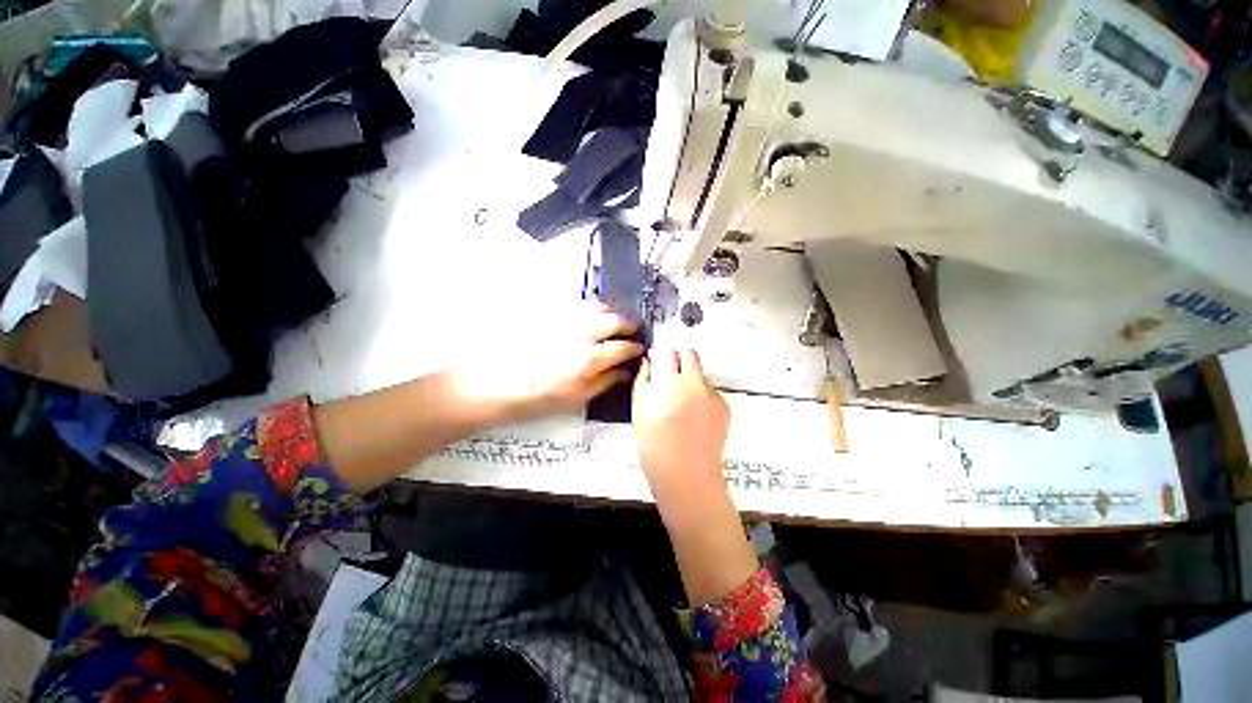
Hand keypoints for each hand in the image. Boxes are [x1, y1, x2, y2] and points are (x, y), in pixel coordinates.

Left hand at [454, 302, 643, 420]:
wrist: (499, 382)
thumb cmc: (540, 396)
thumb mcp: (578, 396)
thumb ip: (606, 381)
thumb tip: (626, 371)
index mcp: (592, 358)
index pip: (624, 346)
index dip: (635, 347)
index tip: (639, 348)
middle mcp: (583, 333)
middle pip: (615, 320)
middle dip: (629, 324)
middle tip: (633, 329)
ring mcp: (567, 319)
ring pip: (599, 307)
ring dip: (612, 312)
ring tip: (615, 319)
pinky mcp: (553, 312)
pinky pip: (579, 303)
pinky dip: (593, 307)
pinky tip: (592, 315)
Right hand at [632, 349, 757, 604]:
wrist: (686, 476)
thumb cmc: (653, 446)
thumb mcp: (639, 411)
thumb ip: (644, 380)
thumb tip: (649, 361)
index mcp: (668, 384)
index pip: (668, 351)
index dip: (661, 355)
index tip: (657, 364)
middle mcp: (694, 383)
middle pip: (690, 354)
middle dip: (679, 359)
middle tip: (670, 377)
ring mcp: (712, 394)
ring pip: (700, 373)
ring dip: (691, 378)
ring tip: (683, 403)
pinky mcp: (725, 405)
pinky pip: (710, 390)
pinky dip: (701, 396)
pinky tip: (695, 416)